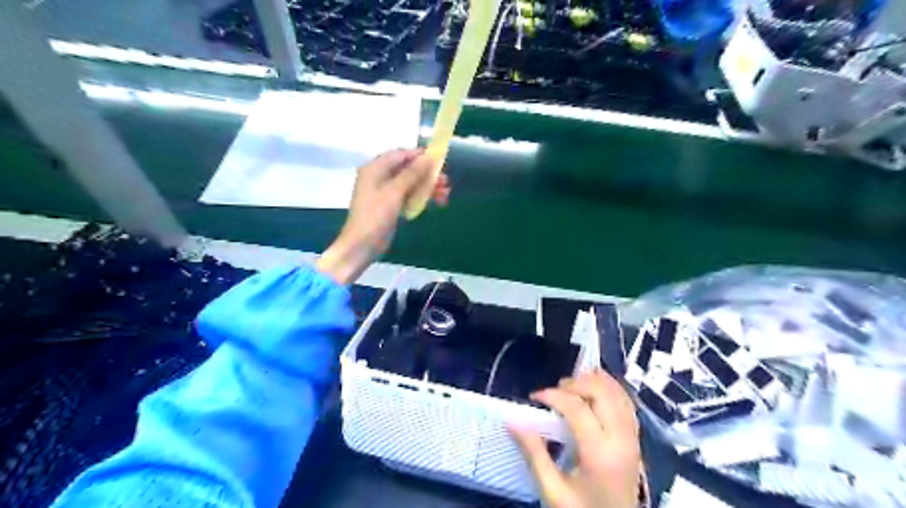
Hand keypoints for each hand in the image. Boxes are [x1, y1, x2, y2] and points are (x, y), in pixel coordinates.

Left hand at [317, 149, 449, 285]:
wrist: (362, 245)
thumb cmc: (375, 216)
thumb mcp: (394, 192)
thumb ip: (412, 173)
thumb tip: (429, 157)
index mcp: (375, 169)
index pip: (400, 155)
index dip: (419, 156)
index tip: (439, 159)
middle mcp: (379, 177)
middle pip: (407, 169)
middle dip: (427, 174)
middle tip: (446, 180)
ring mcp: (385, 192)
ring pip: (410, 184)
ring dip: (427, 187)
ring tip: (446, 193)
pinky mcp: (391, 206)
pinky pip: (409, 196)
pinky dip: (421, 197)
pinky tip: (437, 201)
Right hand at [510, 368, 642, 507]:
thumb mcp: (552, 490)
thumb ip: (534, 454)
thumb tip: (513, 421)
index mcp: (600, 453)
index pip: (577, 408)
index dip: (553, 395)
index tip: (535, 397)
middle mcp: (621, 440)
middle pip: (602, 392)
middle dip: (576, 383)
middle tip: (555, 390)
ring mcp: (633, 439)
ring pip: (618, 394)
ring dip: (594, 382)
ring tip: (572, 386)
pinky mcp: (636, 440)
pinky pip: (627, 404)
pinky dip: (611, 389)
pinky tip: (595, 389)